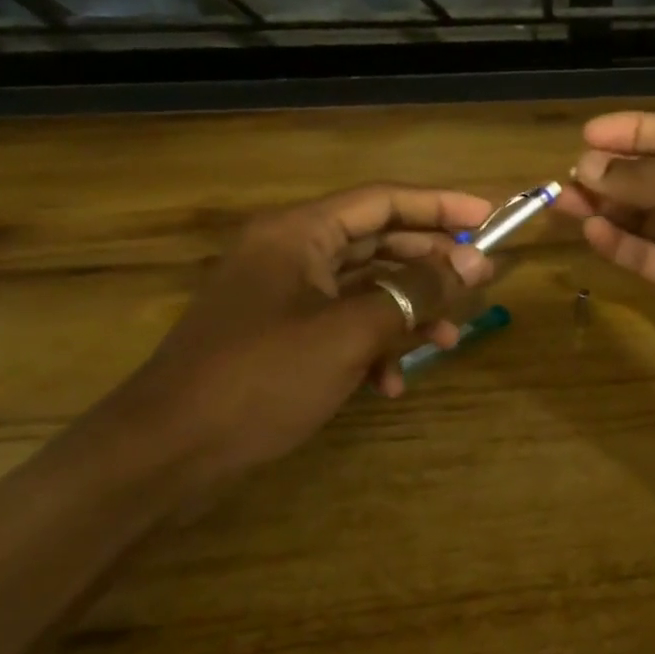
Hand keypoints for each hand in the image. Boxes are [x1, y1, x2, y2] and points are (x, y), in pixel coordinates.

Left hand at [96, 184, 494, 493]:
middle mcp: (289, 253)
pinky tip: (389, 384)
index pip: (382, 200)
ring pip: (363, 288)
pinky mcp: (279, 337)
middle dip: (428, 265)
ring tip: (446, 342)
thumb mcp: (349, 332)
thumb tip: (474, 263)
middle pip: (376, 241)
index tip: (488, 219)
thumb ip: (415, 292)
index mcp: (298, 233)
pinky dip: (371, 346)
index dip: (439, 206)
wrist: (167, 453)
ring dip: (406, 312)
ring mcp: (281, 297)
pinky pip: (340, 325)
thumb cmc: (261, 378)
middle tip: (477, 283)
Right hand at [562, 111, 654, 410]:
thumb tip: (589, 170)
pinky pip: (646, 257)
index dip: (632, 131)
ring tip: (561, 204)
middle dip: (610, 174)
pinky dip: (618, 245)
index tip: (586, 136)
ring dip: (604, 209)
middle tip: (565, 179)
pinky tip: (590, 235)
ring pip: (642, 217)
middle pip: (653, 176)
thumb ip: (653, 179)